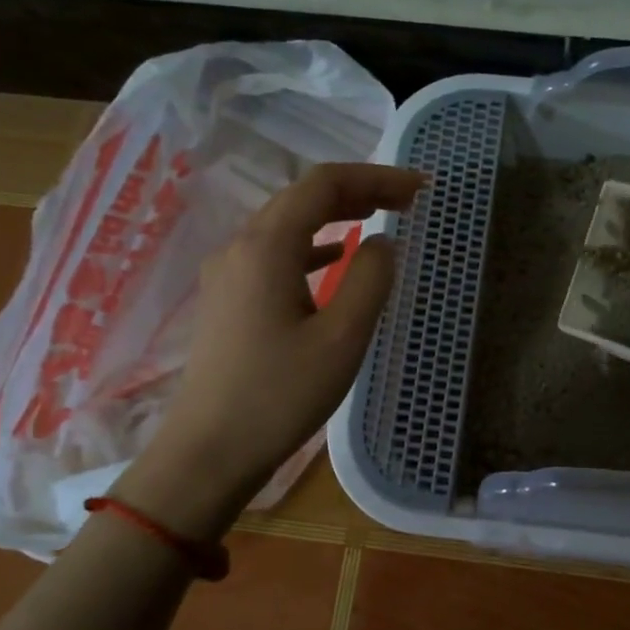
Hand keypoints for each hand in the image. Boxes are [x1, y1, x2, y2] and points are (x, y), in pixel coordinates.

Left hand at [117, 163, 423, 531]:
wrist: (209, 451)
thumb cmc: (280, 395)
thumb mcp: (342, 338)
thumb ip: (370, 280)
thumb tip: (382, 243)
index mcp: (267, 247)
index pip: (324, 185)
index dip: (376, 177)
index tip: (420, 187)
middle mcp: (240, 247)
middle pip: (301, 197)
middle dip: (357, 191)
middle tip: (407, 200)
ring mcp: (227, 274)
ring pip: (286, 224)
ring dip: (334, 215)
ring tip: (377, 218)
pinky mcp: (226, 300)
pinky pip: (274, 253)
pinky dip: (312, 245)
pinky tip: (333, 259)